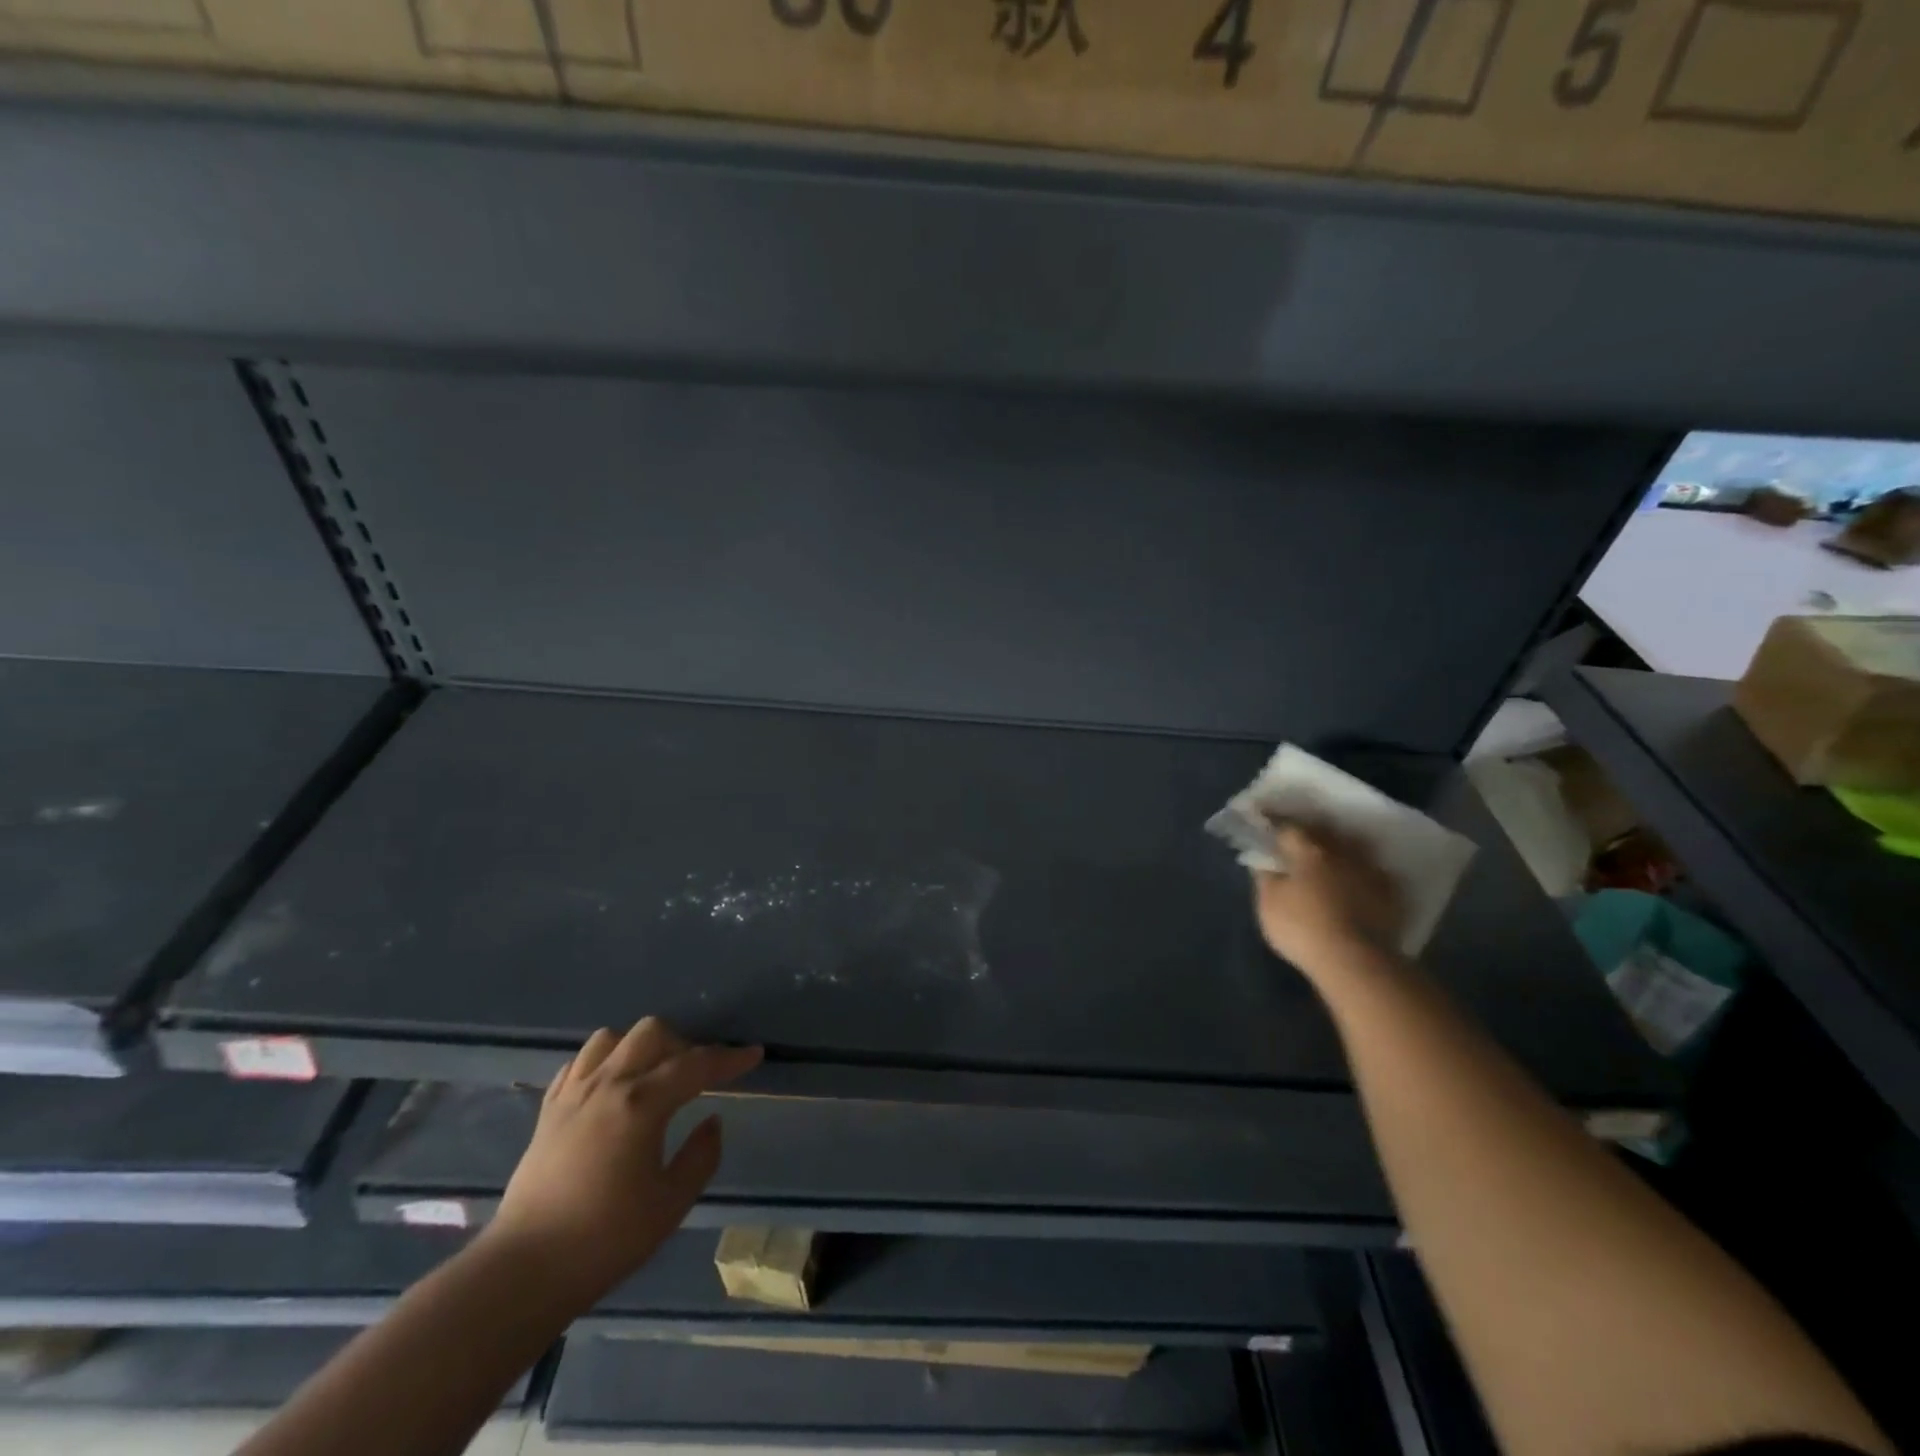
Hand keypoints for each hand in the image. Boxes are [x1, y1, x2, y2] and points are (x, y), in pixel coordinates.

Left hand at [484, 1018, 761, 1300]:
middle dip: (682, 1045)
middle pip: (652, 1033)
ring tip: (651, 1077)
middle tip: (696, 1077)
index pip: (697, 1065)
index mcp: (642, 1104)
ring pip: (611, 1038)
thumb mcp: (670, 1204)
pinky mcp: (548, 1112)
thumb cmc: (605, 1240)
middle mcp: (608, 1085)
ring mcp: (573, 1095)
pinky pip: (578, 1064)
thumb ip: (701, 1156)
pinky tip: (610, 1089)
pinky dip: (602, 1064)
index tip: (754, 1055)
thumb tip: (713, 1121)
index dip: (730, 1059)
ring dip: (639, 1048)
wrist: (523, 1272)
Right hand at [1252, 823, 1405, 978]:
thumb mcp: (1268, 904)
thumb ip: (1265, 878)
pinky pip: (1375, 873)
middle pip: (1325, 831)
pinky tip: (1361, 879)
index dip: (1275, 825)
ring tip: (1333, 853)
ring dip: (1342, 847)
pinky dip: (1365, 872)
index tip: (1265, 822)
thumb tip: (1265, 862)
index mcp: (1308, 851)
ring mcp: (1370, 871)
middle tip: (1300, 836)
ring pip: (1354, 847)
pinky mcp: (1392, 894)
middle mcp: (1342, 852)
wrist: (1356, 961)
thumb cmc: (1302, 927)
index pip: (1288, 828)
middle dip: (1311, 830)